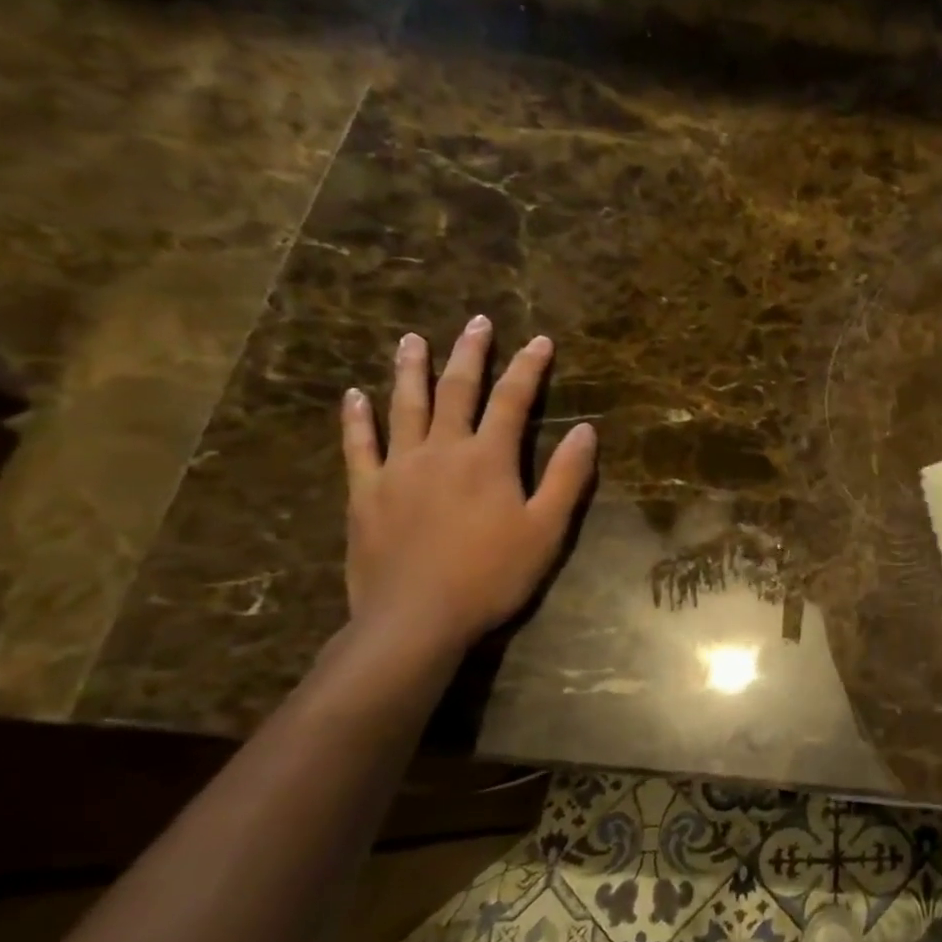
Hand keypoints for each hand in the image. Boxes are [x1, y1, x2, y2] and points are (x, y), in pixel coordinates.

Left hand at [340, 316, 596, 656]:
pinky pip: (358, 446)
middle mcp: (442, 450)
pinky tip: (354, 396)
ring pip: (404, 407)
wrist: (416, 619)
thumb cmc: (492, 575)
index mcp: (489, 457)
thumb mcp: (547, 530)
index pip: (513, 399)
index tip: (541, 340)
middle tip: (477, 322)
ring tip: (412, 340)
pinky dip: (356, 419)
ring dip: (410, 370)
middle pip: (456, 390)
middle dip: (470, 353)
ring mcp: (398, 468)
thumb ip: (568, 477)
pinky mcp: (366, 493)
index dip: (529, 367)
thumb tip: (587, 430)